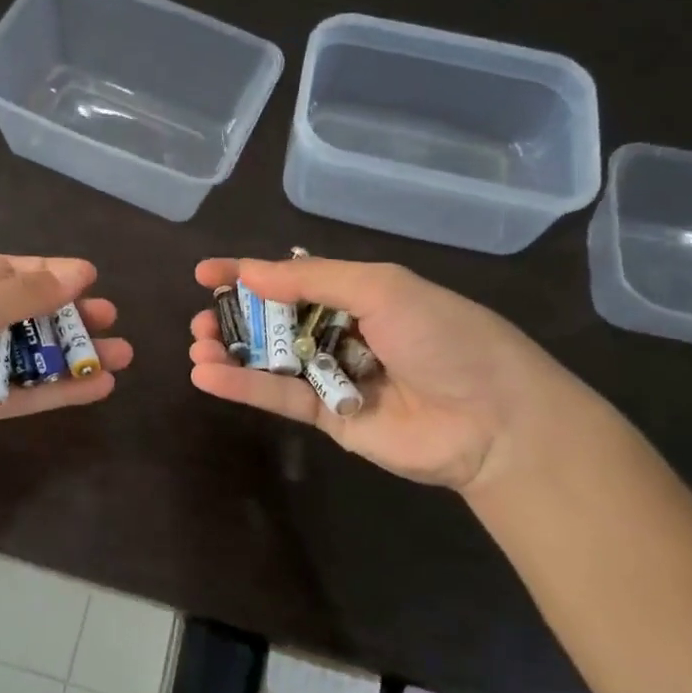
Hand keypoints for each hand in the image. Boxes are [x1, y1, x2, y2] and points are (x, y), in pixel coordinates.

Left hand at [0, 256, 131, 490]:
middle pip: (24, 316)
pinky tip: (96, 388)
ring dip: (71, 357)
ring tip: (121, 355)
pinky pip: (19, 396)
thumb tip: (78, 271)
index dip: (51, 274)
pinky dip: (55, 392)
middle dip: (67, 318)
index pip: (8, 273)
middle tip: (111, 320)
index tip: (93, 280)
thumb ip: (20, 295)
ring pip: (27, 359)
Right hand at [187, 256, 576, 491]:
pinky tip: (207, 374)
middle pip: (274, 320)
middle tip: (201, 319)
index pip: (292, 277)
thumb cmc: (443, 337)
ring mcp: (333, 376)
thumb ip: (312, 279)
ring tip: (199, 345)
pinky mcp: (328, 418)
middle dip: (235, 316)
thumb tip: (249, 272)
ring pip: (270, 359)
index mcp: (359, 293)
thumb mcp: (382, 289)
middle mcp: (342, 331)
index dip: (248, 273)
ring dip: (231, 351)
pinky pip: (280, 397)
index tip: (204, 274)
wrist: (493, 420)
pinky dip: (243, 386)